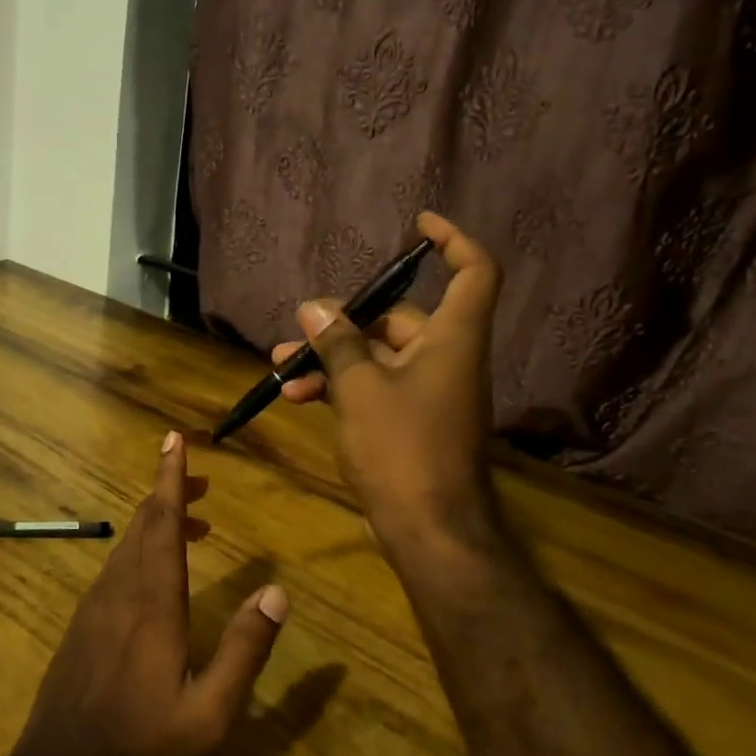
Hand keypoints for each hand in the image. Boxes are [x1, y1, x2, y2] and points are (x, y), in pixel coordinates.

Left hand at [11, 432, 287, 755]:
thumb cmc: (143, 743)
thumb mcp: (211, 711)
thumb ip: (245, 650)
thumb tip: (277, 593)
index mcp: (153, 601)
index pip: (162, 522)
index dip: (170, 478)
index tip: (175, 440)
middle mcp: (121, 590)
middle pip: (143, 524)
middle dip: (169, 493)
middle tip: (200, 481)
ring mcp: (95, 606)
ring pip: (126, 545)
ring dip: (156, 523)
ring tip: (191, 524)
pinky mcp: (82, 623)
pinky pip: (114, 568)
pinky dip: (139, 550)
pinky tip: (154, 572)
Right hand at [272, 212, 504, 563]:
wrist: (429, 530)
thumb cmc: (401, 449)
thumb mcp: (360, 388)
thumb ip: (337, 343)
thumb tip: (314, 307)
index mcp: (452, 339)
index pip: (473, 272)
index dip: (453, 240)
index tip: (418, 225)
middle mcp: (447, 358)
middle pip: (399, 319)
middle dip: (343, 323)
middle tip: (298, 332)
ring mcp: (430, 393)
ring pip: (378, 358)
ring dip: (331, 360)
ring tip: (281, 370)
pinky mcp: (413, 422)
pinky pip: (376, 388)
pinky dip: (343, 388)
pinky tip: (299, 399)